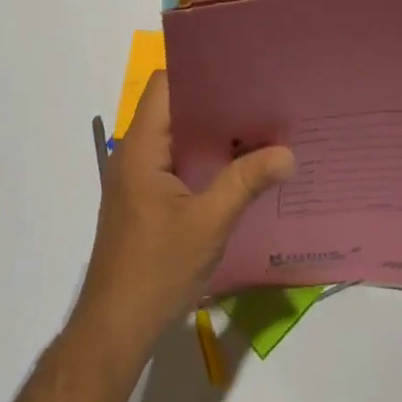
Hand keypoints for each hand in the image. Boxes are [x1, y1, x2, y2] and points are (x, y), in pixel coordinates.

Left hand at [73, 72, 293, 350]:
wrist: (113, 331)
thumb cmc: (156, 270)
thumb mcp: (208, 224)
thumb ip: (245, 183)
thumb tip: (288, 153)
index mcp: (141, 146)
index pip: (164, 85)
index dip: (196, 71)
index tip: (236, 69)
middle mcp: (134, 152)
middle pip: (171, 107)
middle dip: (212, 101)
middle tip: (256, 96)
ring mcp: (136, 177)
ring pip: (174, 136)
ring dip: (208, 132)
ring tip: (253, 125)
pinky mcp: (143, 199)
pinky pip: (173, 161)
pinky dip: (200, 157)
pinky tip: (233, 167)